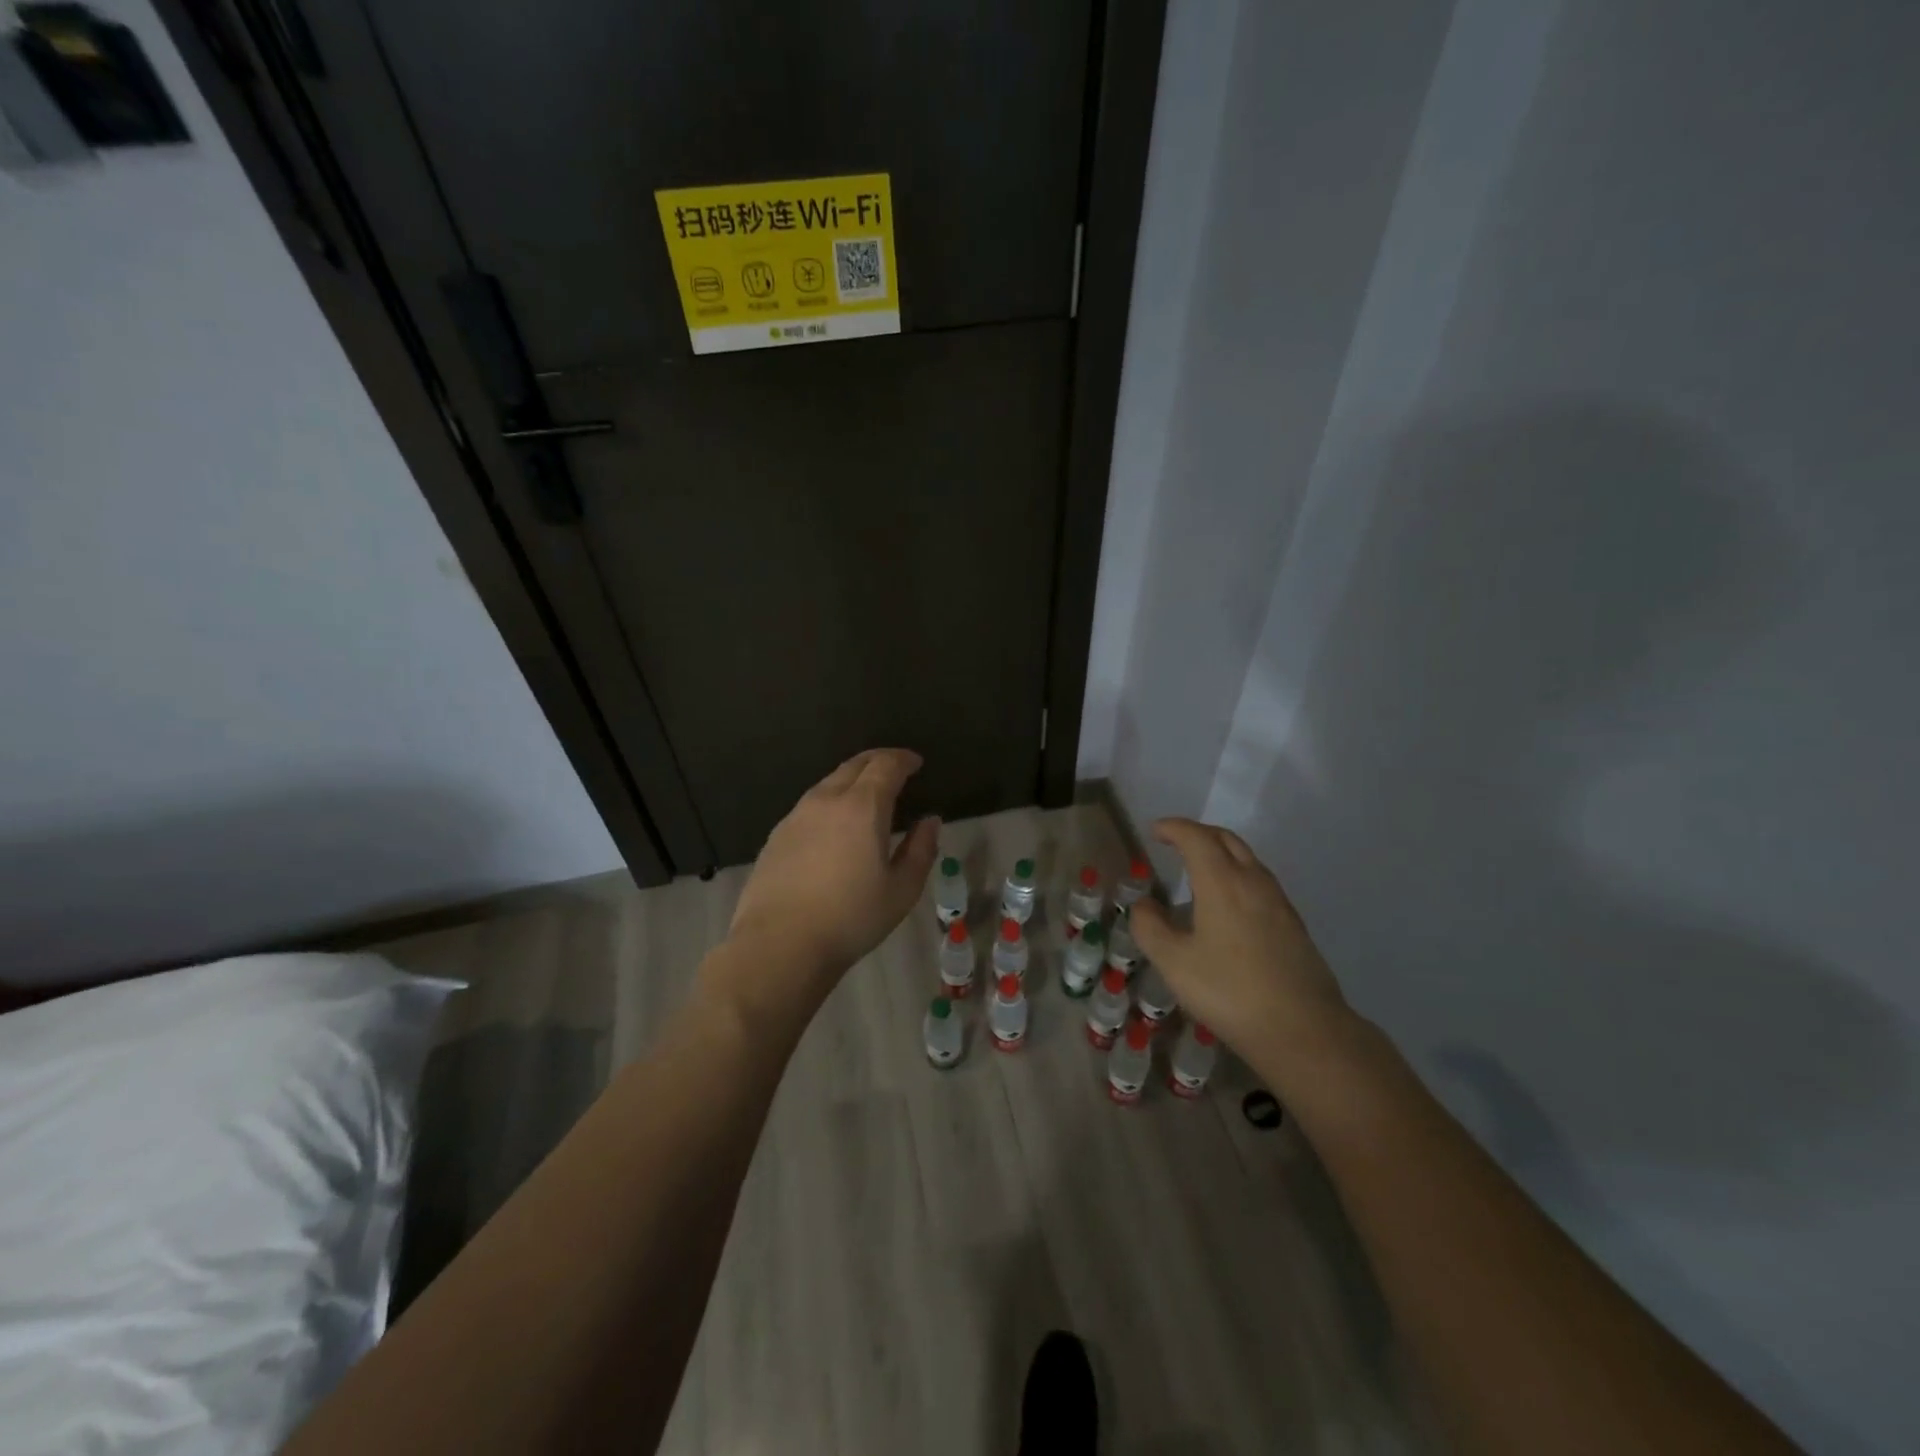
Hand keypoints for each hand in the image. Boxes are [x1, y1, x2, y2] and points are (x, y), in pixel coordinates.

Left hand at [725, 748, 940, 998]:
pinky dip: (830, 801)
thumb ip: (921, 850)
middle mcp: (827, 800)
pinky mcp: (777, 835)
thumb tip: (929, 821)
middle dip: (878, 760)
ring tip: (866, 794)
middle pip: (854, 765)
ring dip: (851, 779)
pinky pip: (810, 805)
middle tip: (894, 768)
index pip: (885, 765)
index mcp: (863, 807)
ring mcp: (796, 815)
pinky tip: (834, 824)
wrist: (779, 944)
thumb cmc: (851, 918)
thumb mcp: (901, 890)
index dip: (903, 759)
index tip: (916, 762)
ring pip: (828, 782)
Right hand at [1128, 818, 1351, 1058]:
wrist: (1303, 1030)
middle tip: (1175, 841)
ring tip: (1199, 868)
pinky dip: (1237, 874)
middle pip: (1226, 840)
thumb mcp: (1174, 963)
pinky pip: (1260, 882)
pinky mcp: (1293, 924)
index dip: (1173, 828)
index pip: (1196, 837)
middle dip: (1198, 833)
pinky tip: (1228, 903)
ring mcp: (1278, 902)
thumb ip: (1150, 928)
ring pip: (1248, 859)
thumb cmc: (1230, 992)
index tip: (1155, 830)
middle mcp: (1253, 882)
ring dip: (1221, 852)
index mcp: (1222, 882)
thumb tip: (1142, 905)